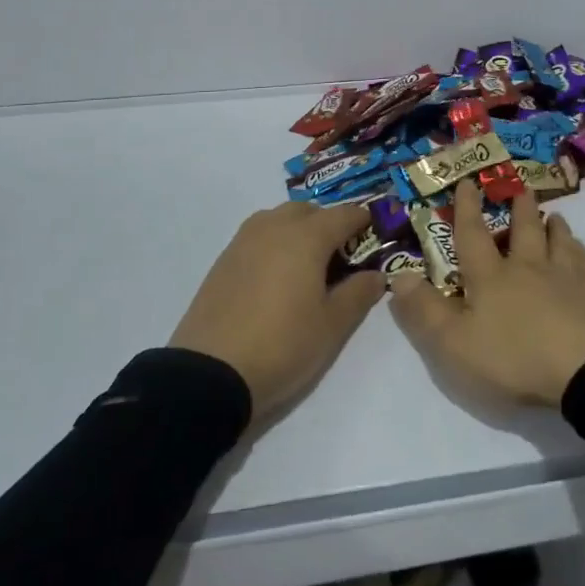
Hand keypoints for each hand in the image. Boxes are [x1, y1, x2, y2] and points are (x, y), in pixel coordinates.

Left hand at [169, 201, 385, 422]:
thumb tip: (376, 274)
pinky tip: (276, 276)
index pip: (344, 214)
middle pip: (309, 210)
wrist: (209, 374)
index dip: (363, 221)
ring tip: (307, 265)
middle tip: (341, 256)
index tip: (375, 235)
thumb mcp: (332, 326)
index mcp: (307, 236)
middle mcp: (275, 226)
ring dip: (298, 230)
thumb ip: (358, 294)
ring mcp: (244, 240)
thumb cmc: (282, 345)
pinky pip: (258, 236)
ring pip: (280, 219)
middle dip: (329, 224)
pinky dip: (274, 243)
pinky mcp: (223, 259)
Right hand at [391, 179, 584, 407]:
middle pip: (523, 230)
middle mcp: (526, 269)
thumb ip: (424, 311)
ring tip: (554, 214)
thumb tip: (397, 276)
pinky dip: (581, 252)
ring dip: (553, 226)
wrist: (584, 369)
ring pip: (558, 242)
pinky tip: (581, 251)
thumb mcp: (453, 343)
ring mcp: (563, 281)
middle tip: (519, 186)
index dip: (466, 209)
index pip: (473, 236)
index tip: (468, 181)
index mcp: (490, 277)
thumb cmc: (512, 356)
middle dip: (518, 207)